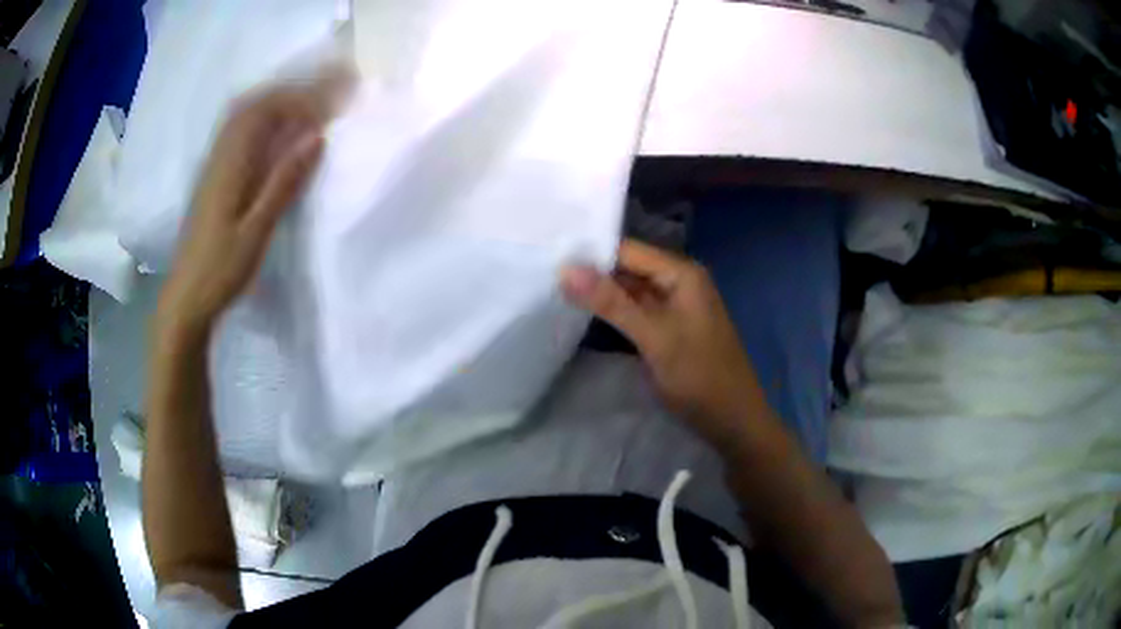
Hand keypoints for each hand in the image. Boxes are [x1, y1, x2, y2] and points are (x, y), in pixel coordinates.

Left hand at [158, 72, 349, 338]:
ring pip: (242, 117)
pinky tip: (276, 134)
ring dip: (275, 104)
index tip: (329, 103)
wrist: (185, 299)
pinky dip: (261, 122)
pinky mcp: (213, 179)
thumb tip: (317, 138)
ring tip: (306, 108)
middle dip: (289, 93)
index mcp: (230, 166)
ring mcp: (213, 167)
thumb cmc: (220, 271)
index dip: (298, 98)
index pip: (263, 110)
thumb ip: (284, 183)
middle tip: (322, 96)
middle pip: (251, 105)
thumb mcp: (256, 232)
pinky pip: (238, 134)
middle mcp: (219, 157)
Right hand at [561, 239, 765, 444]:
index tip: (547, 256)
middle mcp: (678, 281)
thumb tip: (565, 269)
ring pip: (629, 291)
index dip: (590, 253)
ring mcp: (674, 307)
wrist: (733, 421)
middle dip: (591, 273)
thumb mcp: (654, 337)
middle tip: (544, 273)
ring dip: (599, 294)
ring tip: (552, 289)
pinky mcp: (668, 329)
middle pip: (628, 268)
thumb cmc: (700, 376)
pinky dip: (612, 313)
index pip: (627, 249)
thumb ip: (611, 302)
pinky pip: (635, 311)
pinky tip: (581, 313)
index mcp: (682, 273)